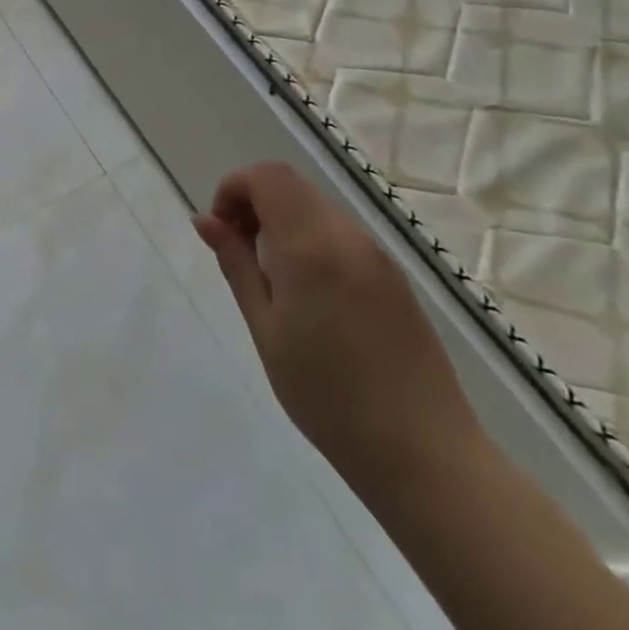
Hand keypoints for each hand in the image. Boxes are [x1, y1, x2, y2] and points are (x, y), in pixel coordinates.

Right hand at [192, 162, 484, 500]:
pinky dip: (309, 241)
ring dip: (281, 223)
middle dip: (254, 204)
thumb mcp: (265, 329)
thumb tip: (205, 220)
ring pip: (315, 209)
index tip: (221, 232)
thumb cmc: (326, 395)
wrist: (423, 453)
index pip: (267, 176)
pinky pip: (340, 235)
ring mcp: (377, 256)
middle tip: (239, 256)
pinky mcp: (394, 277)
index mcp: (312, 246)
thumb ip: (236, 264)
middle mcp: (349, 237)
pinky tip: (306, 296)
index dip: (233, 189)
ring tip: (270, 282)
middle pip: (291, 186)